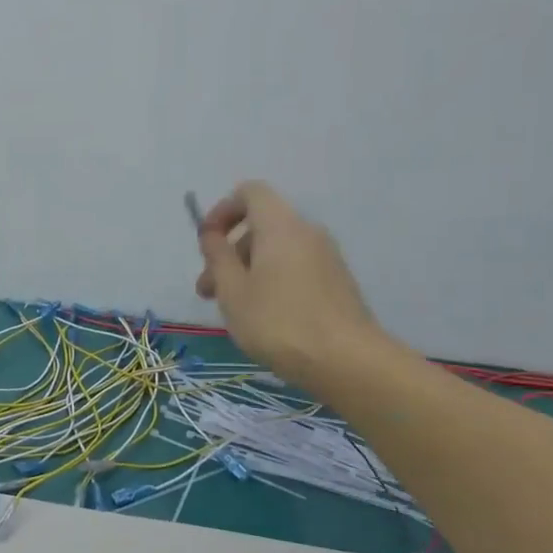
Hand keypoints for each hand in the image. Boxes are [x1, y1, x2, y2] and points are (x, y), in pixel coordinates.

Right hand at [195, 181, 389, 390]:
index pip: (250, 192)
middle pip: (261, 226)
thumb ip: (217, 257)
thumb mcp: (233, 291)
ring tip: (231, 311)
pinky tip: (263, 318)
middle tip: (208, 292)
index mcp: (280, 226)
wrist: (346, 360)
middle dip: (229, 252)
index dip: (222, 210)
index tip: (206, 243)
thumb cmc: (278, 322)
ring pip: (276, 251)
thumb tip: (212, 234)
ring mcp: (326, 257)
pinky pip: (294, 268)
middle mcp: (307, 232)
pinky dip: (271, 281)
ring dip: (247, 271)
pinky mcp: (336, 282)